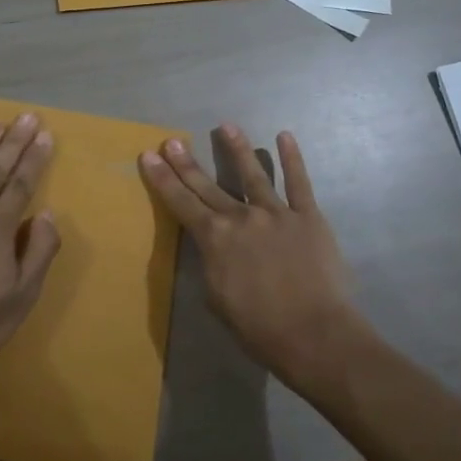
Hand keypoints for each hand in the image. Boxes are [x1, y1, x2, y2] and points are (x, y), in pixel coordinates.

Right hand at [140, 125, 366, 388]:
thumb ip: (211, 263)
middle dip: (187, 162)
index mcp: (214, 238)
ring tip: (226, 126)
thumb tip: (212, 245)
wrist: (312, 333)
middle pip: (208, 185)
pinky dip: (292, 159)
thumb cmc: (258, 327)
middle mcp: (240, 217)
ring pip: (252, 174)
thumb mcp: (216, 298)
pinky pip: (299, 182)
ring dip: (237, 149)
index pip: (181, 202)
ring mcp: (276, 213)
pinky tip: (285, 137)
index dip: (162, 178)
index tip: (149, 155)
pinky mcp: (308, 216)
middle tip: (173, 140)